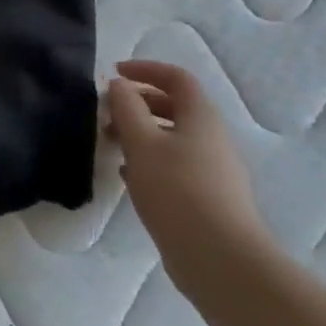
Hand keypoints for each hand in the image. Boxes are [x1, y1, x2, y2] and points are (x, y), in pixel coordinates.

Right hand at [107, 60, 268, 257]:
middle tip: (107, 113)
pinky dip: (149, 159)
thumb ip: (127, 108)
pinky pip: (174, 164)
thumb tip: (120, 85)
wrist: (218, 256)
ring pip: (172, 137)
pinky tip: (128, 175)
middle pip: (175, 107)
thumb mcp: (142, 143)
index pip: (176, 78)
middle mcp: (211, 137)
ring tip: (111, 144)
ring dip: (141, 133)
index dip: (145, 69)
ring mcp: (212, 168)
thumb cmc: (176, 189)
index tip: (114, 74)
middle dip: (138, 103)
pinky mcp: (207, 196)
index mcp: (201, 117)